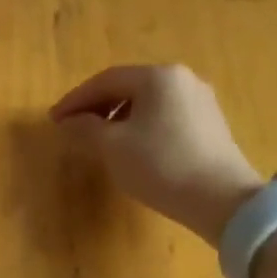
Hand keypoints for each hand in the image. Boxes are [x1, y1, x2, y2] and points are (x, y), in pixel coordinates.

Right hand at [50, 64, 262, 245]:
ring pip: (147, 102)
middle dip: (96, 106)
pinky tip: (131, 147)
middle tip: (72, 127)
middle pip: (128, 87)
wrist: (222, 200)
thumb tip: (68, 122)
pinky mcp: (210, 124)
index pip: (105, 80)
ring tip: (98, 139)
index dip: (75, 100)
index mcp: (157, 77)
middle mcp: (182, 79)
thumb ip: (85, 128)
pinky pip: (165, 116)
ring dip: (117, 116)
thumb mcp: (112, 147)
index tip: (54, 119)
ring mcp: (200, 101)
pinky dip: (140, 125)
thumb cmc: (161, 165)